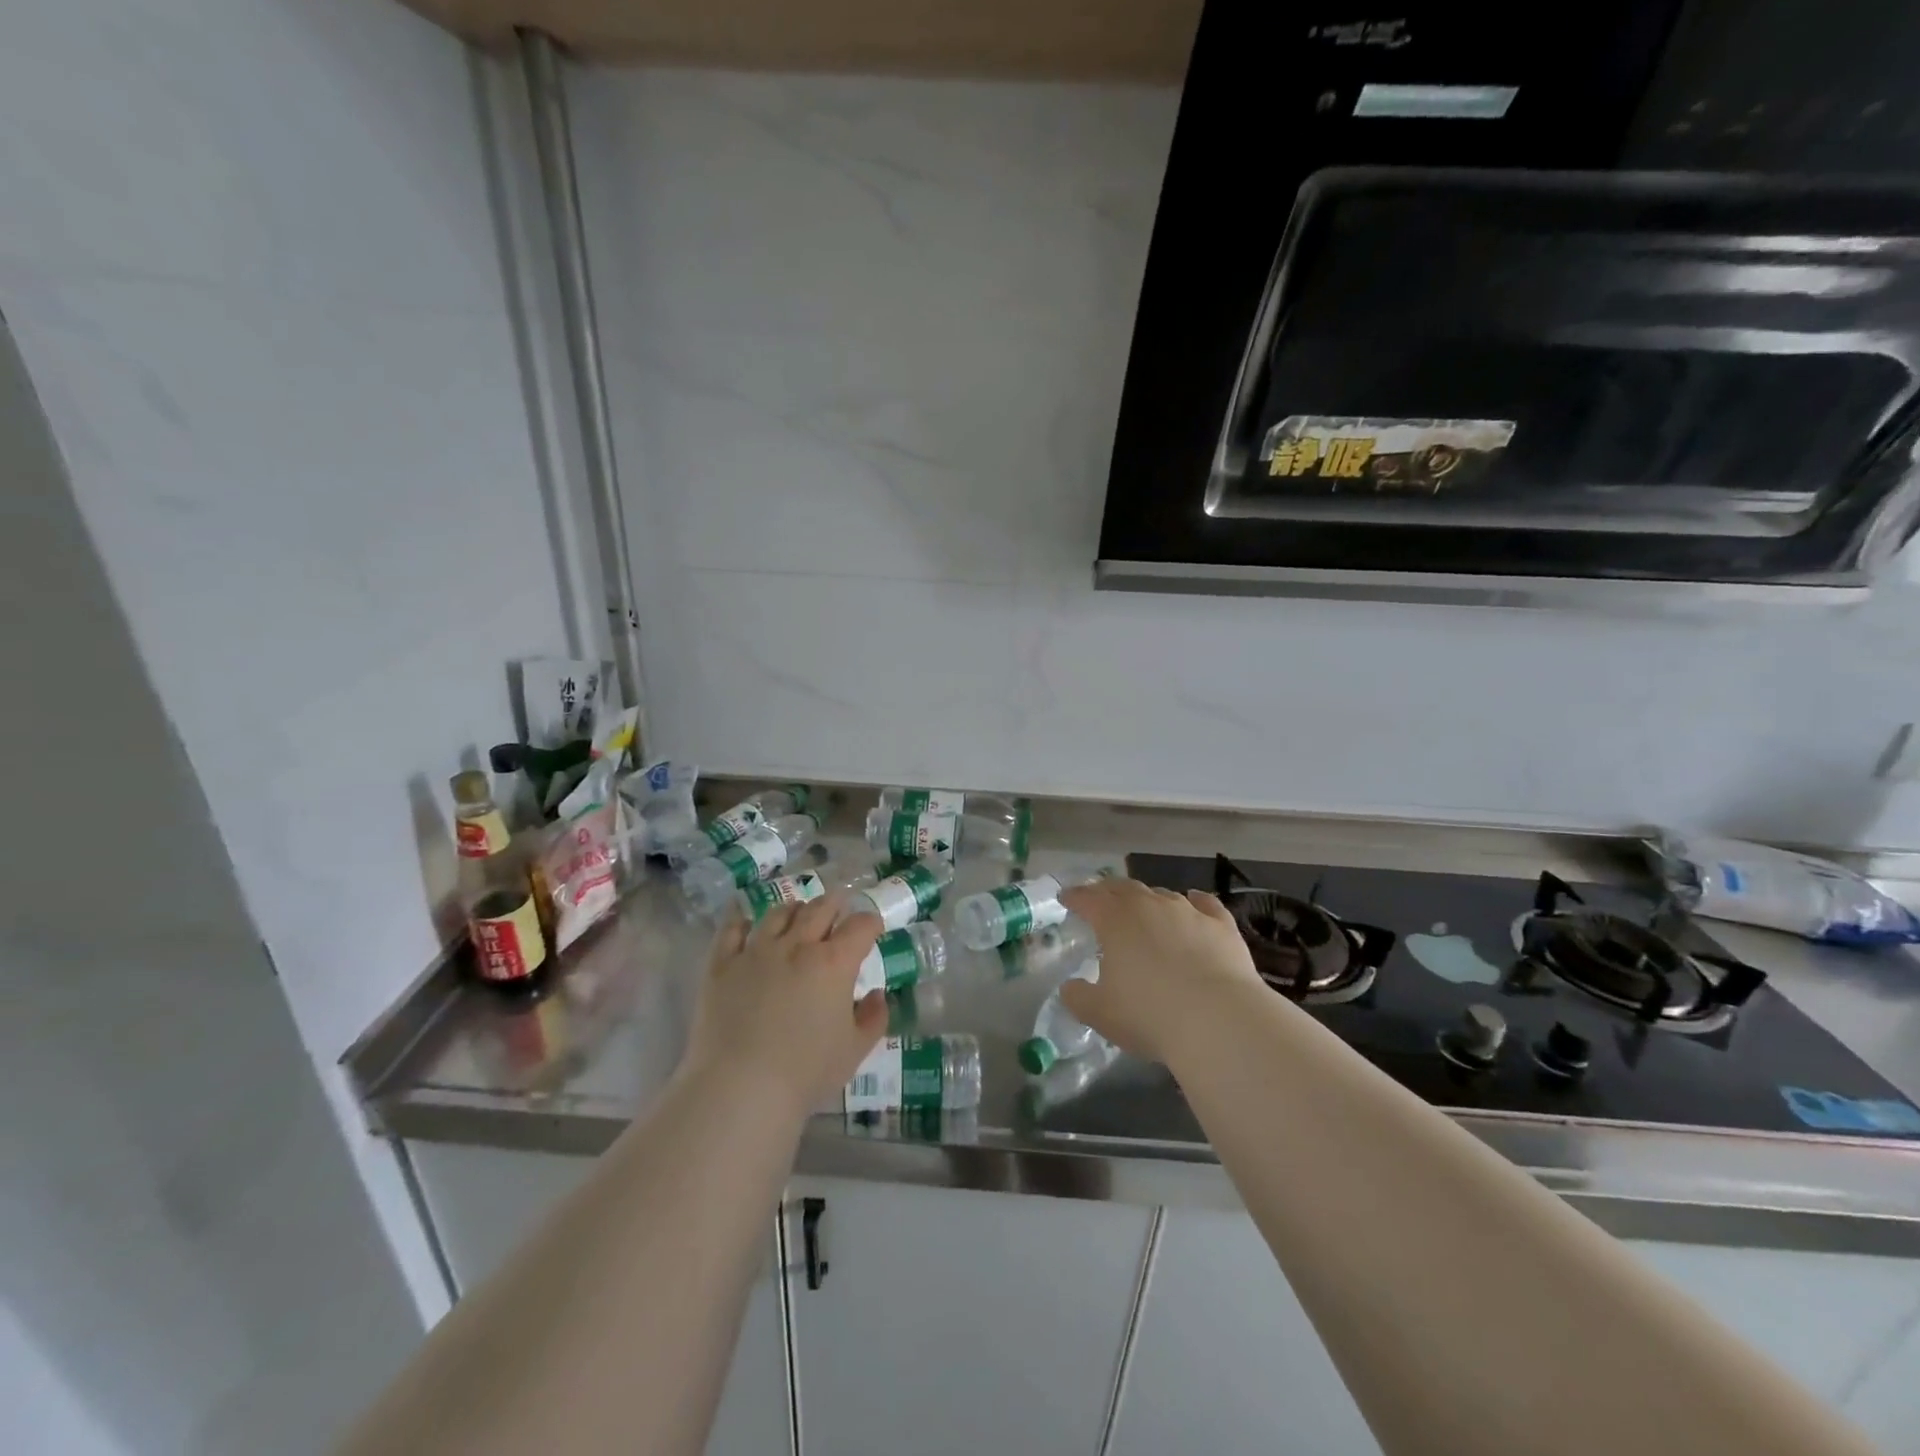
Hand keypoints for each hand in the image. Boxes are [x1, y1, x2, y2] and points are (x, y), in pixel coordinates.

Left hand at [681, 893, 888, 1116]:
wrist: (740, 1088)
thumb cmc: (806, 1072)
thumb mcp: (855, 1050)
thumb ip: (873, 1018)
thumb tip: (876, 995)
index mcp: (834, 963)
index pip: (860, 926)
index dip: (871, 922)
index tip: (873, 928)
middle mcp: (797, 945)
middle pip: (820, 908)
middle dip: (835, 904)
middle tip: (839, 908)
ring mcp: (756, 951)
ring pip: (779, 913)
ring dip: (795, 909)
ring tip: (798, 913)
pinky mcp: (721, 964)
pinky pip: (732, 930)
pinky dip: (743, 921)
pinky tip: (747, 923)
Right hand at [1057, 878, 1264, 1065]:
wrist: (1218, 1021)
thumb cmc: (1149, 1015)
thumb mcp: (1099, 1013)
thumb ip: (1078, 997)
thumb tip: (1070, 988)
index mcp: (1114, 920)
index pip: (1087, 899)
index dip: (1074, 897)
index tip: (1066, 898)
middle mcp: (1150, 905)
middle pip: (1123, 888)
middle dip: (1108, 891)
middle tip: (1100, 897)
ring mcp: (1188, 912)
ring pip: (1162, 894)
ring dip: (1148, 898)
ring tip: (1143, 907)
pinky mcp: (1222, 926)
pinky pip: (1205, 904)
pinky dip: (1196, 901)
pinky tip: (1194, 900)